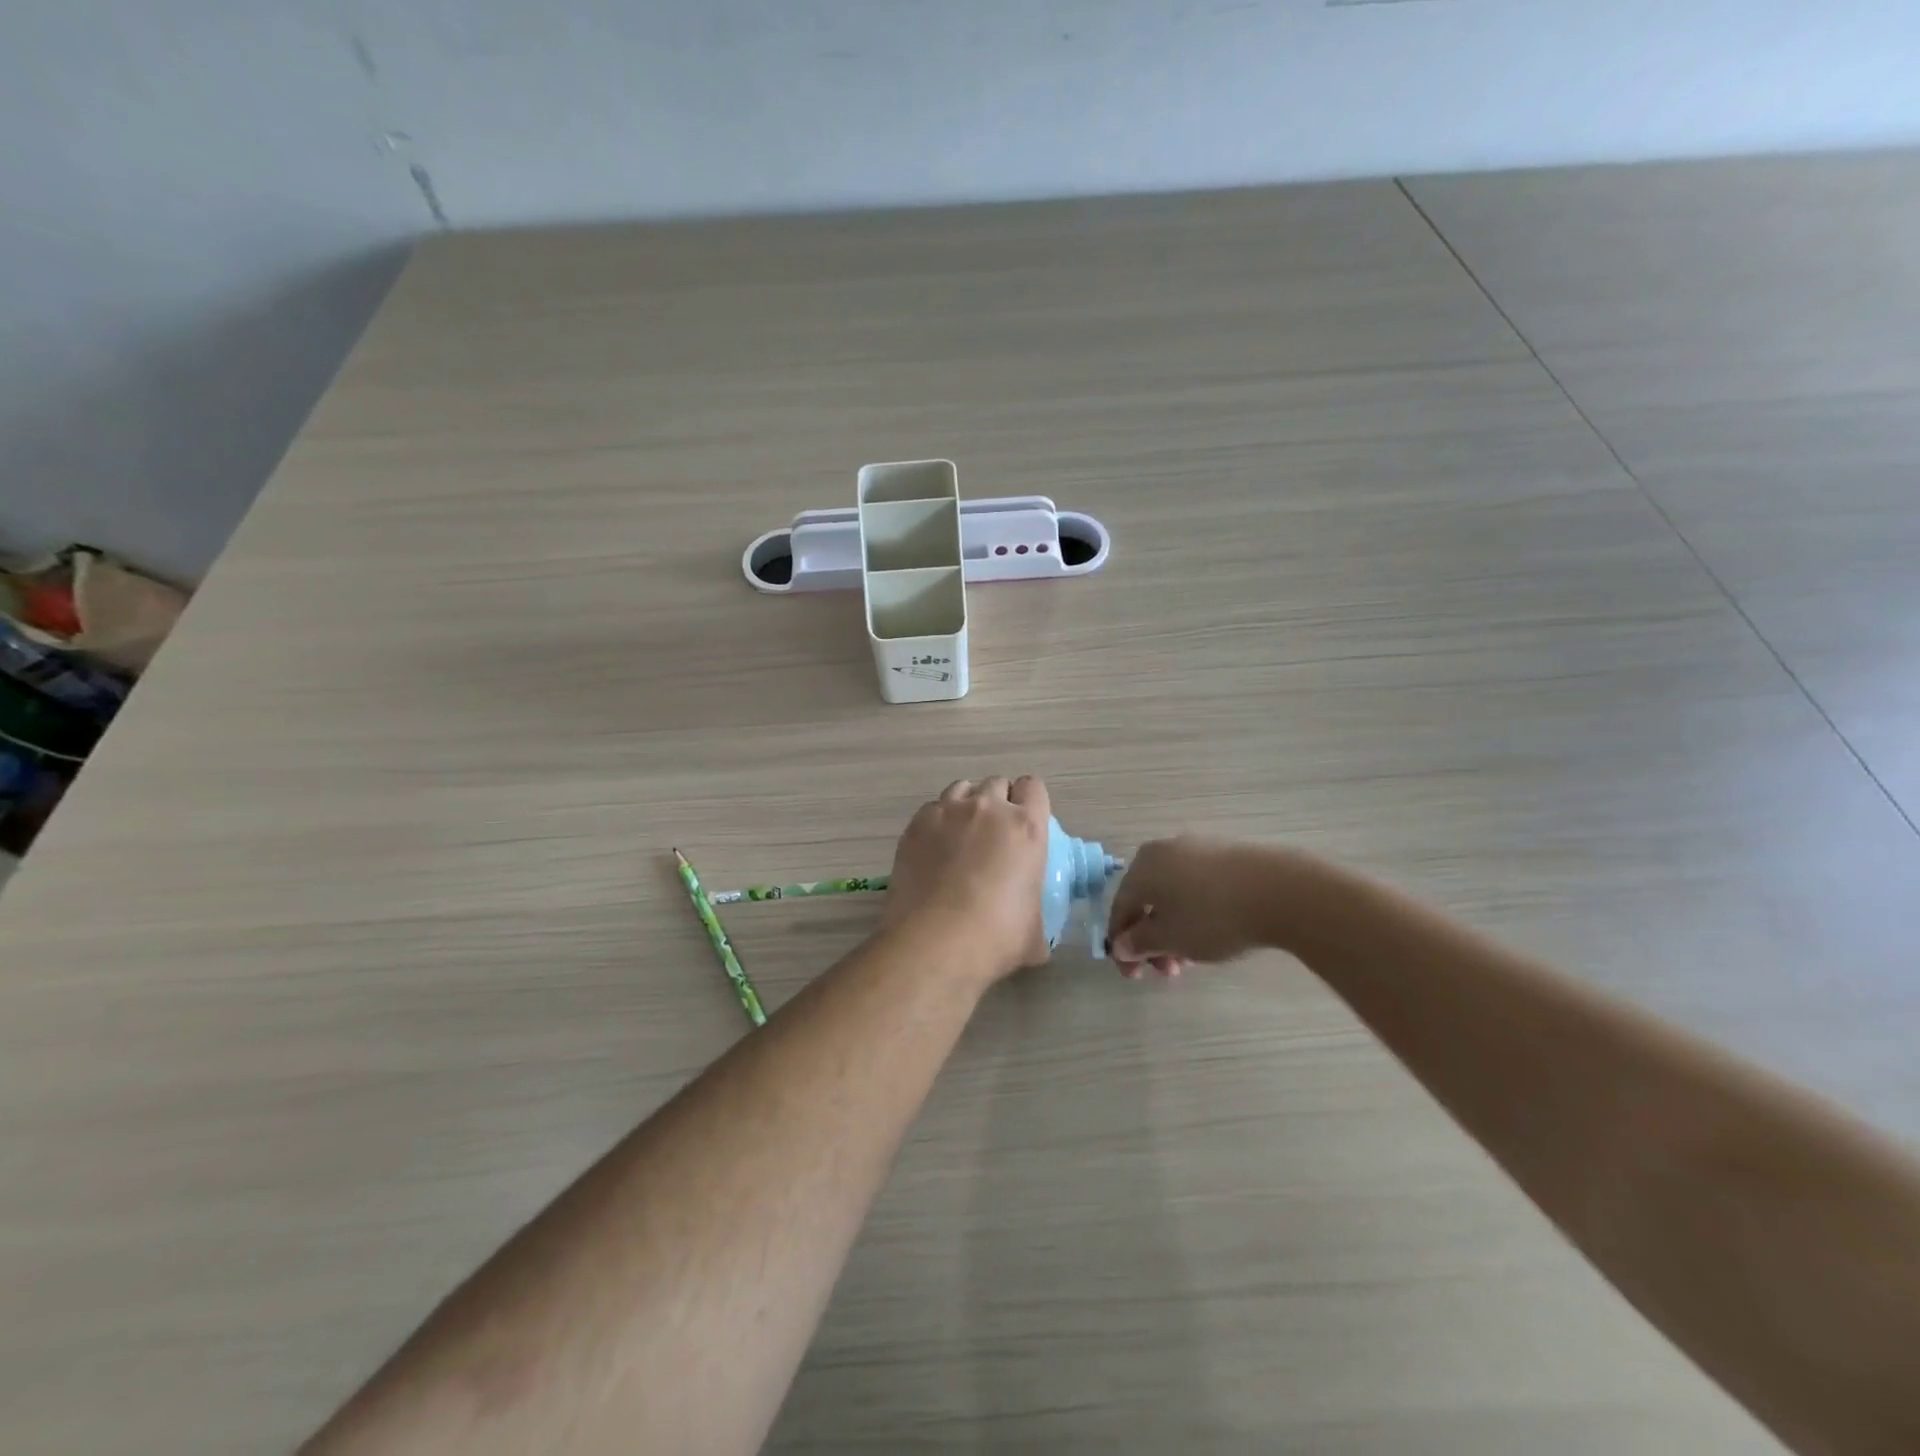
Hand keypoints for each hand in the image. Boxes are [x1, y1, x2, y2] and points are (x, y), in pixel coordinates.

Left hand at [884, 777, 1051, 981]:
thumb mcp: (1035, 934)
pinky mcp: (916, 824)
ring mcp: (947, 812)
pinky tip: (934, 849)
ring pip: (962, 788)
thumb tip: (1035, 937)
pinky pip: (932, 809)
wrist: (934, 942)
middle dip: (999, 802)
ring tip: (961, 835)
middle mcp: (988, 808)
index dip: (1030, 802)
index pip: (1034, 787)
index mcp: (1026, 827)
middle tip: (994, 835)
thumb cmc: (996, 938)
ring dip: (967, 805)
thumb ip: (1038, 919)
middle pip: (997, 783)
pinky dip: (937, 821)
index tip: (1025, 823)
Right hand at [1106, 836, 1285, 978]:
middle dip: (1152, 940)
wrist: (1281, 891)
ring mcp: (1197, 848)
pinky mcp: (1226, 854)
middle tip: (1168, 971)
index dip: (1122, 944)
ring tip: (1193, 958)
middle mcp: (1163, 850)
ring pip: (1173, 895)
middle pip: (1147, 900)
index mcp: (1142, 867)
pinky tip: (1212, 934)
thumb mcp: (1171, 939)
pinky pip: (1197, 886)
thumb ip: (1140, 942)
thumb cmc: (1214, 916)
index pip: (1120, 908)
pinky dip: (1194, 912)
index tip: (1134, 975)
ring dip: (1174, 929)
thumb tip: (1121, 945)